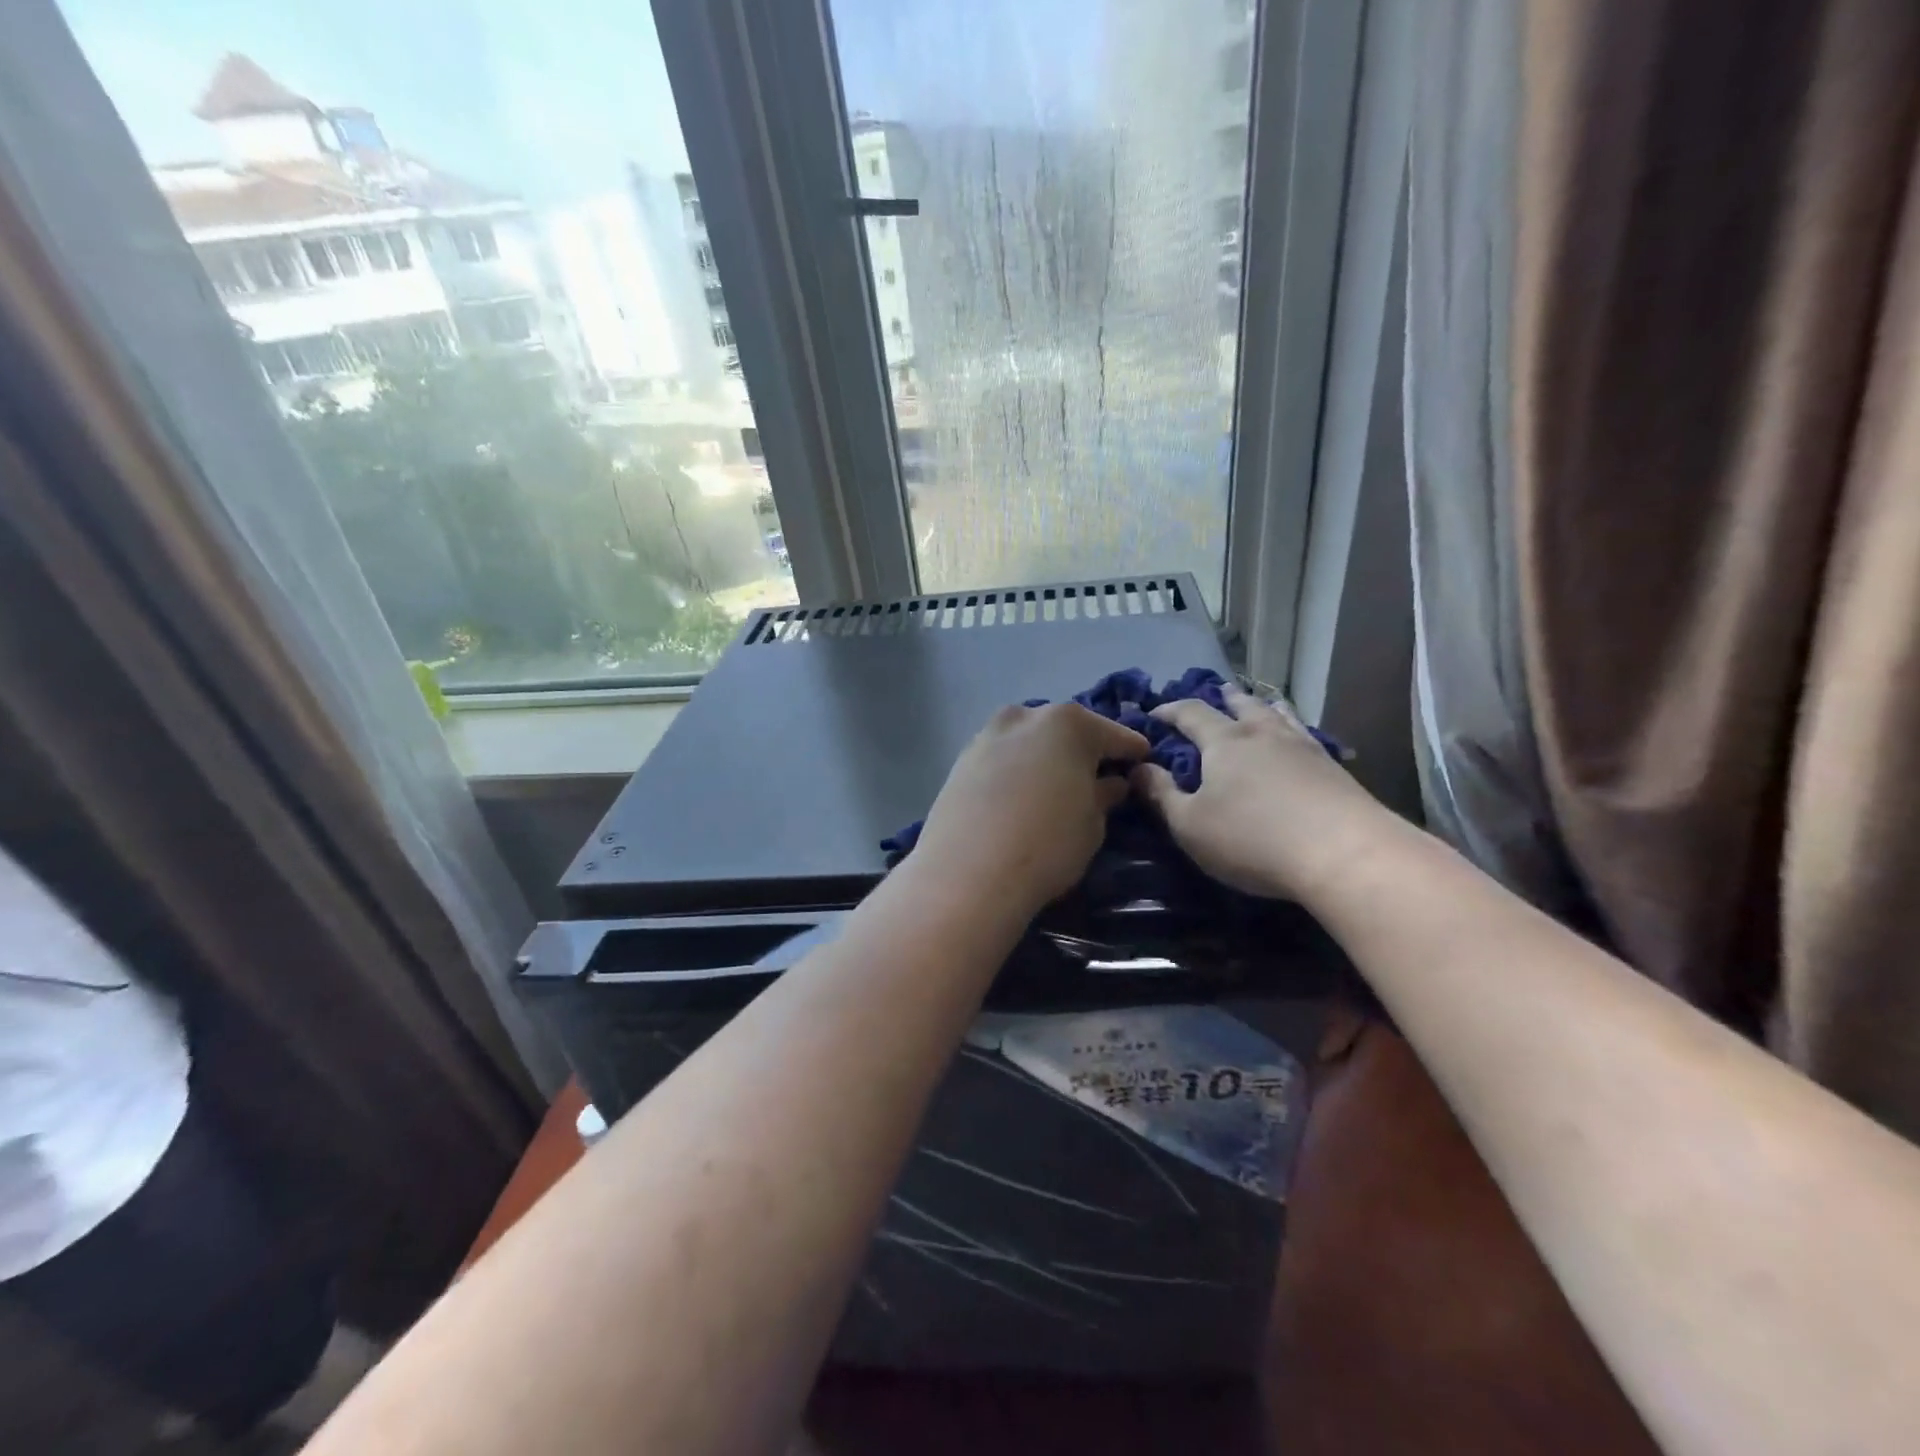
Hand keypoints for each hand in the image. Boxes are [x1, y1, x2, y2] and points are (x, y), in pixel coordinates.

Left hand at [912, 703, 1148, 918]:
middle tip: (1097, 775)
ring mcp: (988, 735)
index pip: (1113, 735)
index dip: (1131, 751)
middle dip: (1083, 750)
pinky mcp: (961, 760)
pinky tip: (1020, 794)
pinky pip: (1002, 758)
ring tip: (1055, 785)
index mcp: (1069, 723)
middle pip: (1065, 730)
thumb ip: (1104, 796)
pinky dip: (1015, 769)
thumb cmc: (1048, 844)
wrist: (968, 872)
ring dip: (1044, 756)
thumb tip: (1111, 783)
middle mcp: (1026, 716)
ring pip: (1028, 740)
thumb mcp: (1092, 824)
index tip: (1144, 761)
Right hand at [1130, 684, 1388, 902]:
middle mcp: (1263, 734)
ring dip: (1263, 707)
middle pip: (1241, 705)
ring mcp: (1304, 748)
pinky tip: (1299, 740)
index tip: (1155, 712)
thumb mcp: (1190, 825)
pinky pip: (1305, 736)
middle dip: (1224, 699)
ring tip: (1261, 704)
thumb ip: (1161, 795)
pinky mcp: (1334, 769)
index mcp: (1224, 742)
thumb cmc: (1252, 839)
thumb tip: (1138, 768)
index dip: (1170, 710)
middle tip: (1217, 692)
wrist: (1344, 853)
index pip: (1191, 713)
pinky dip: (1293, 730)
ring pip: (1279, 715)